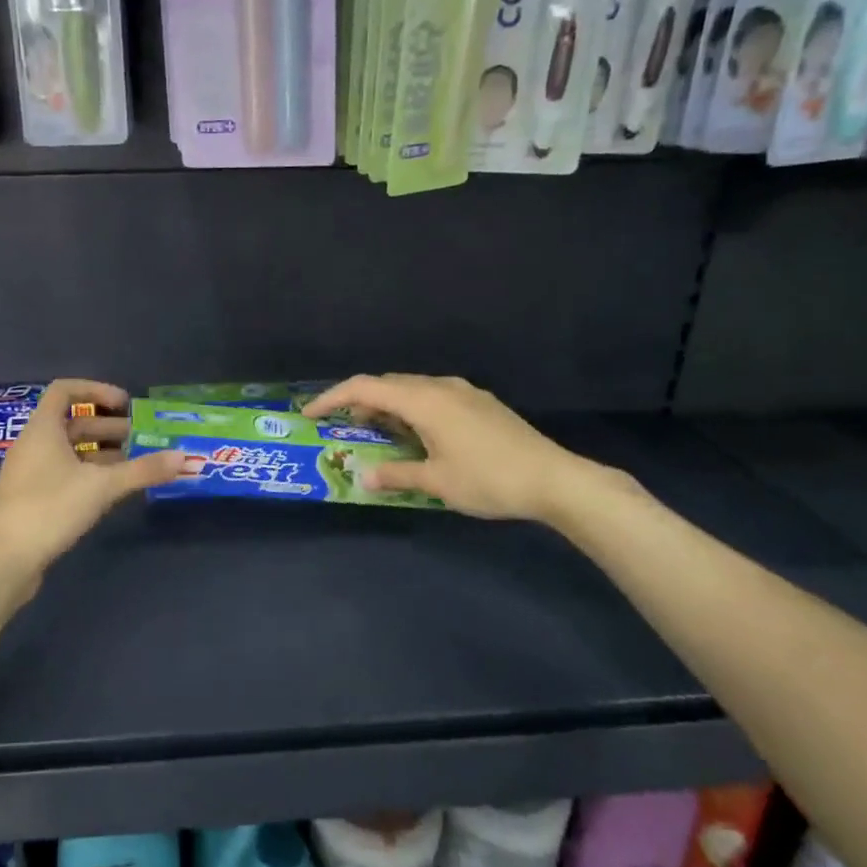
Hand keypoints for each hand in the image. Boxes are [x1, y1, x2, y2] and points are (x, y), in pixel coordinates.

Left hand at [0, 379, 182, 572]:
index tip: (125, 404)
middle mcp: (32, 444)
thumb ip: (143, 470)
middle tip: (139, 438)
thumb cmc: (51, 508)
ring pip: (68, 450)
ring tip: (132, 464)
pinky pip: (62, 471)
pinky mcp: (30, 497)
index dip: (96, 390)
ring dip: (100, 451)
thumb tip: (183, 457)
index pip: (65, 390)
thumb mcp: (103, 486)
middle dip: (107, 426)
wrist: (6, 560)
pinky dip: (87, 472)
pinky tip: (109, 490)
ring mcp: (28, 472)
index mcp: (42, 429)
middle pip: (71, 422)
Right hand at [299, 374, 599, 521]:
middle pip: (388, 384)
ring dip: (388, 406)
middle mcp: (441, 386)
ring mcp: (464, 392)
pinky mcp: (480, 403)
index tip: (310, 414)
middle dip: (359, 402)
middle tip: (342, 428)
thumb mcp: (436, 482)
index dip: (332, 398)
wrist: (555, 479)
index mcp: (424, 400)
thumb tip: (364, 476)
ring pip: (412, 389)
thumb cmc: (489, 479)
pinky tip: (416, 435)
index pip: (365, 388)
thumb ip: (396, 475)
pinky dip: (412, 410)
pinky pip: (433, 397)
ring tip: (376, 433)